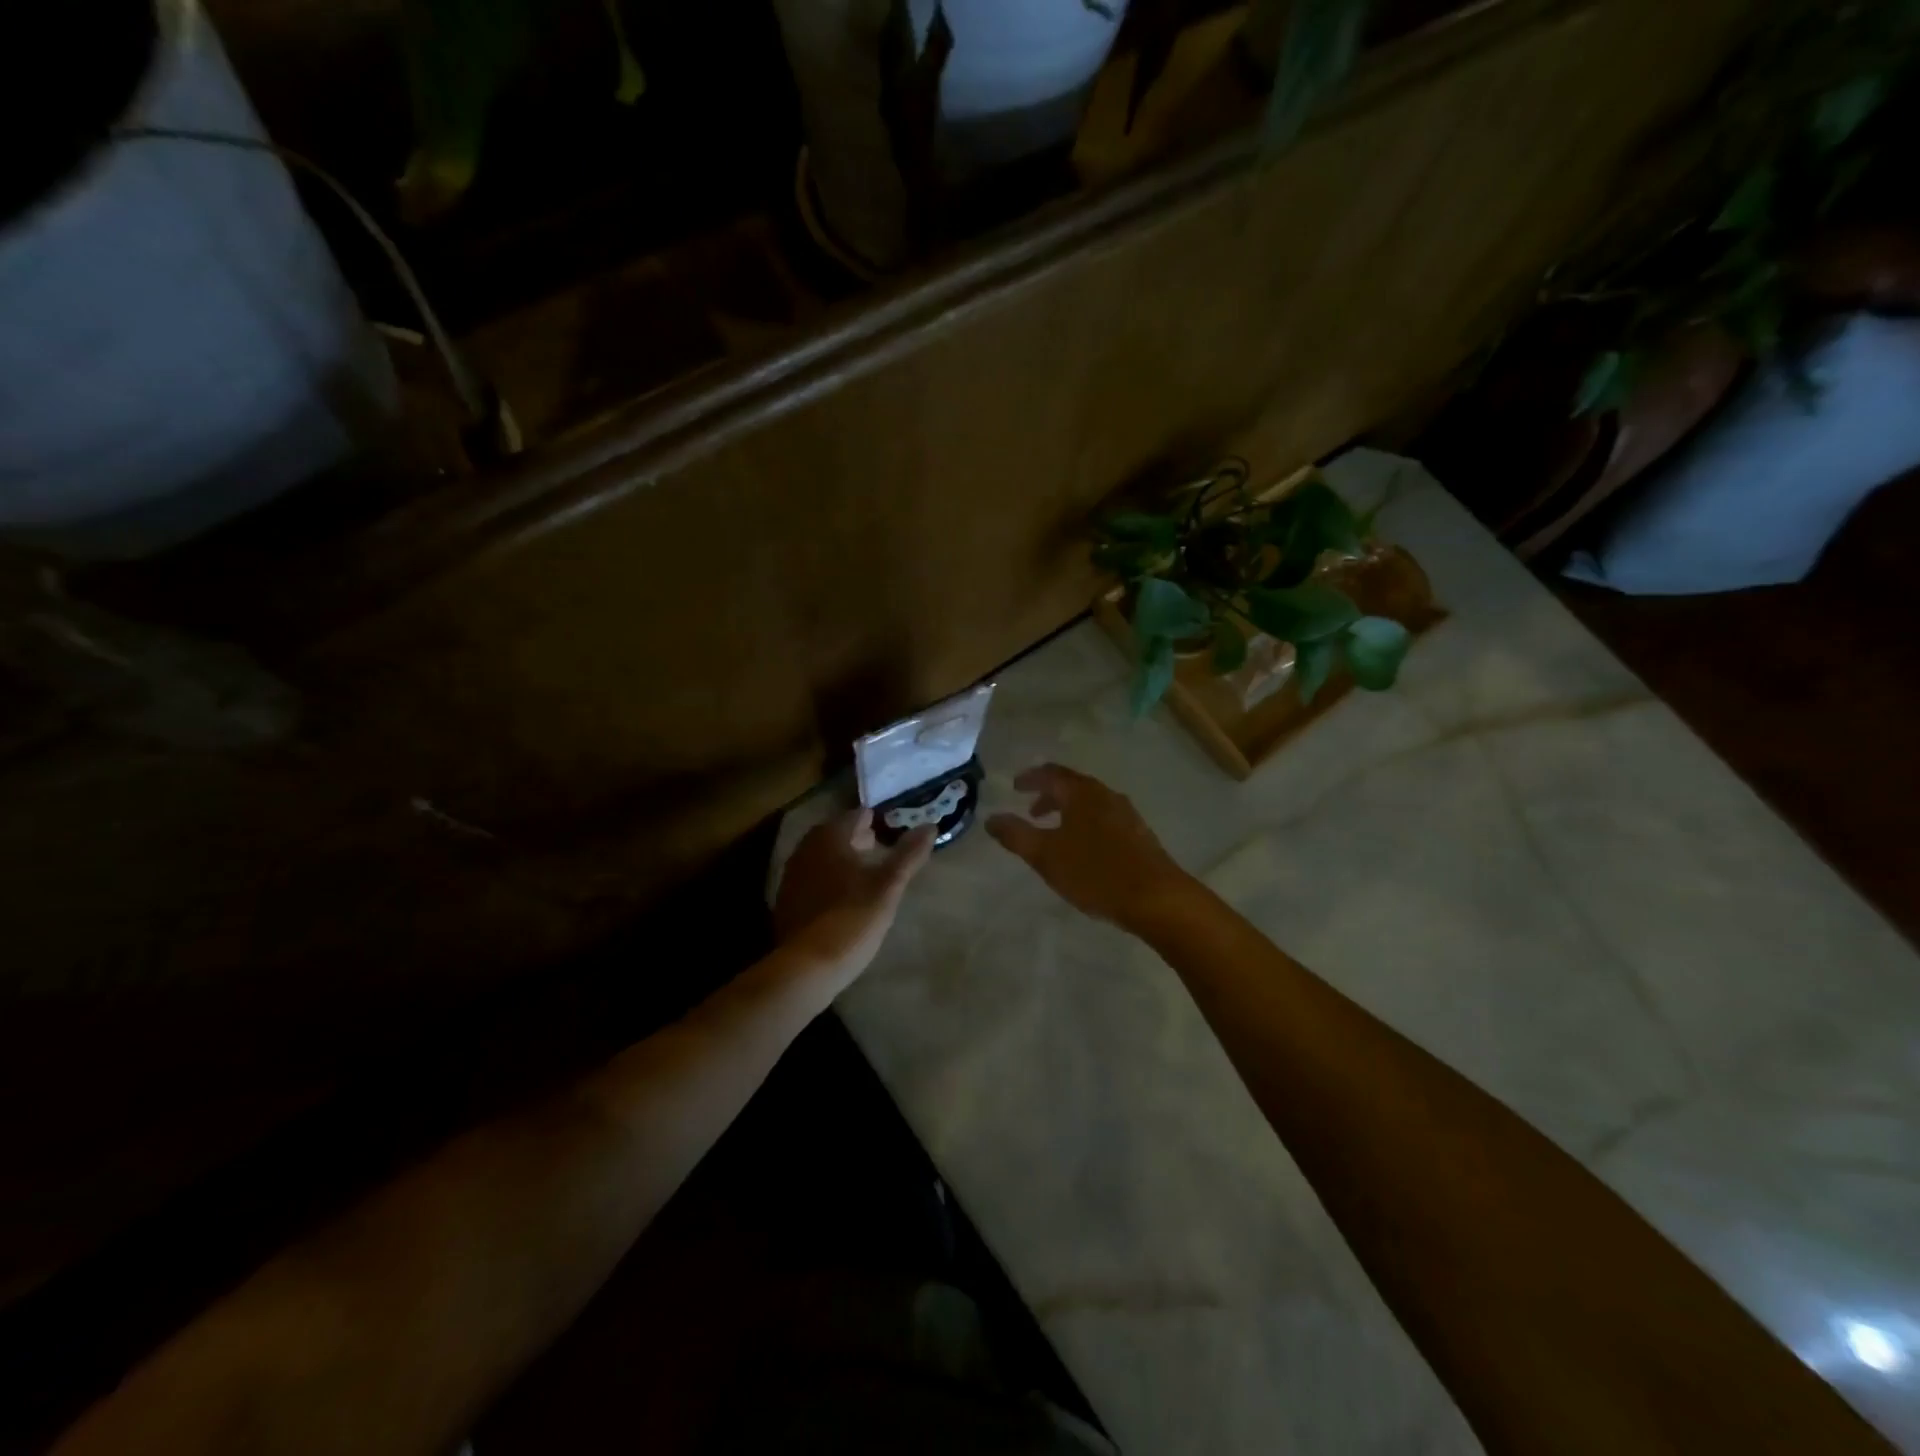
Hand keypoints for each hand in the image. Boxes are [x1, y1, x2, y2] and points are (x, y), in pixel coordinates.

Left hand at [775, 809, 934, 984]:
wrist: (808, 966)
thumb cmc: (853, 918)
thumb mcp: (889, 886)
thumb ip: (909, 854)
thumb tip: (930, 825)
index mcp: (830, 838)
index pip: (855, 816)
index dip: (875, 821)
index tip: (892, 829)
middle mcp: (806, 849)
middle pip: (835, 834)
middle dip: (857, 838)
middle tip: (880, 847)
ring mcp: (792, 876)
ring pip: (822, 856)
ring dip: (842, 859)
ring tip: (865, 872)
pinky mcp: (787, 901)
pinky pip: (812, 878)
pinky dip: (829, 879)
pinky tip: (843, 896)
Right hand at [986, 764, 1192, 929]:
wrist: (1157, 898)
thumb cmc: (1095, 872)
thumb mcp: (1046, 856)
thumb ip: (1016, 835)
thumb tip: (991, 819)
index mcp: (1082, 793)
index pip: (1051, 774)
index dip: (1030, 778)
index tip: (1015, 786)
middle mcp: (1105, 795)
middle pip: (1072, 786)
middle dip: (1049, 795)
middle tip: (1030, 810)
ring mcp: (1126, 813)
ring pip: (1090, 803)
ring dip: (1068, 811)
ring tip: (1054, 832)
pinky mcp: (1139, 834)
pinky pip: (1104, 818)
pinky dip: (1085, 823)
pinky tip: (1083, 849)